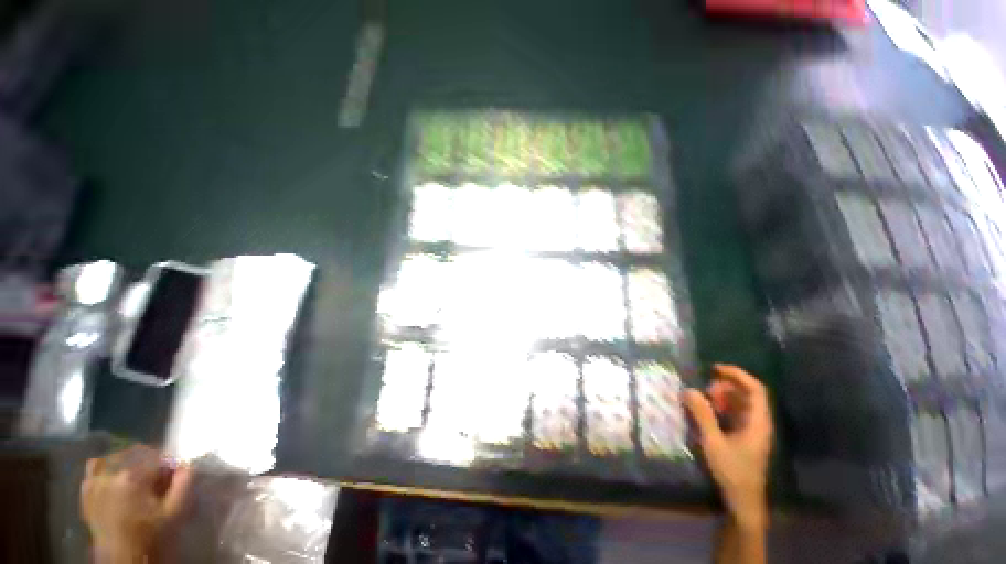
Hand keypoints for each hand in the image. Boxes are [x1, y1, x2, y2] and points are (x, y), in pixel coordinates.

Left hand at [81, 446, 193, 562]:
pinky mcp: (85, 485)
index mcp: (133, 474)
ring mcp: (94, 474)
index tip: (175, 482)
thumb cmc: (151, 546)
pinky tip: (114, 494)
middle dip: (147, 469)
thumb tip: (187, 468)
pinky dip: (108, 477)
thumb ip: (181, 493)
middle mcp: (110, 465)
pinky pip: (97, 470)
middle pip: (133, 455)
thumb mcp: (172, 524)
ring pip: (114, 460)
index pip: (156, 456)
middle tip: (156, 492)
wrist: (122, 563)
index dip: (168, 469)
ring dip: (127, 471)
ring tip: (135, 496)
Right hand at [684, 364, 772, 528]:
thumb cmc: (732, 470)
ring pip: (745, 408)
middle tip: (708, 388)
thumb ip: (703, 417)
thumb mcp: (714, 443)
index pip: (754, 387)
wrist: (744, 498)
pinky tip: (714, 418)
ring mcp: (757, 433)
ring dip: (729, 401)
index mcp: (759, 419)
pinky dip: (729, 414)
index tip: (717, 370)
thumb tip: (689, 392)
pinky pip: (742, 420)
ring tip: (709, 401)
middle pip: (750, 396)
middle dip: (730, 388)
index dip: (737, 375)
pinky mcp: (750, 443)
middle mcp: (761, 422)